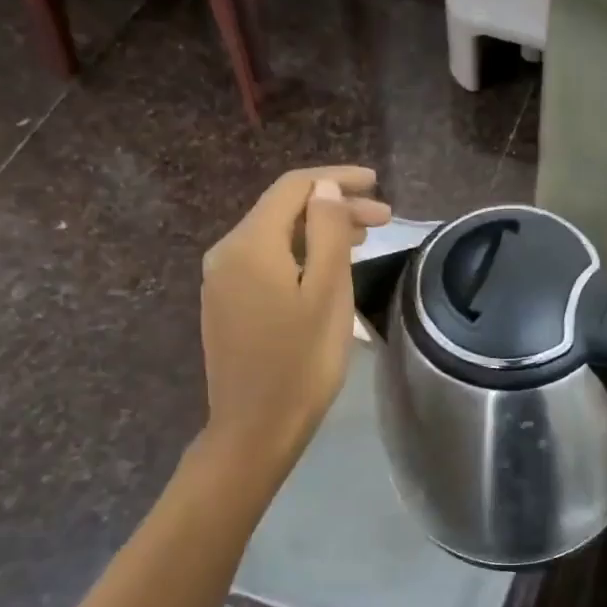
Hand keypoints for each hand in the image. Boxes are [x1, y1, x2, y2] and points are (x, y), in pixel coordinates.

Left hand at [199, 165, 390, 455]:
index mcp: (250, 244)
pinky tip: (326, 267)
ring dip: (320, 231)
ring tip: (365, 239)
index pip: (294, 188)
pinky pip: (266, 260)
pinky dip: (300, 254)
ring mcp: (222, 280)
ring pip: (276, 236)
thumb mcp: (326, 293)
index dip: (336, 179)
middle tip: (385, 219)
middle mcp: (227, 252)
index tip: (376, 182)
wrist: (255, 427)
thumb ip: (327, 233)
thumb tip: (326, 192)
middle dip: (334, 207)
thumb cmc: (301, 361)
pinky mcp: (227, 303)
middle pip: (284, 211)